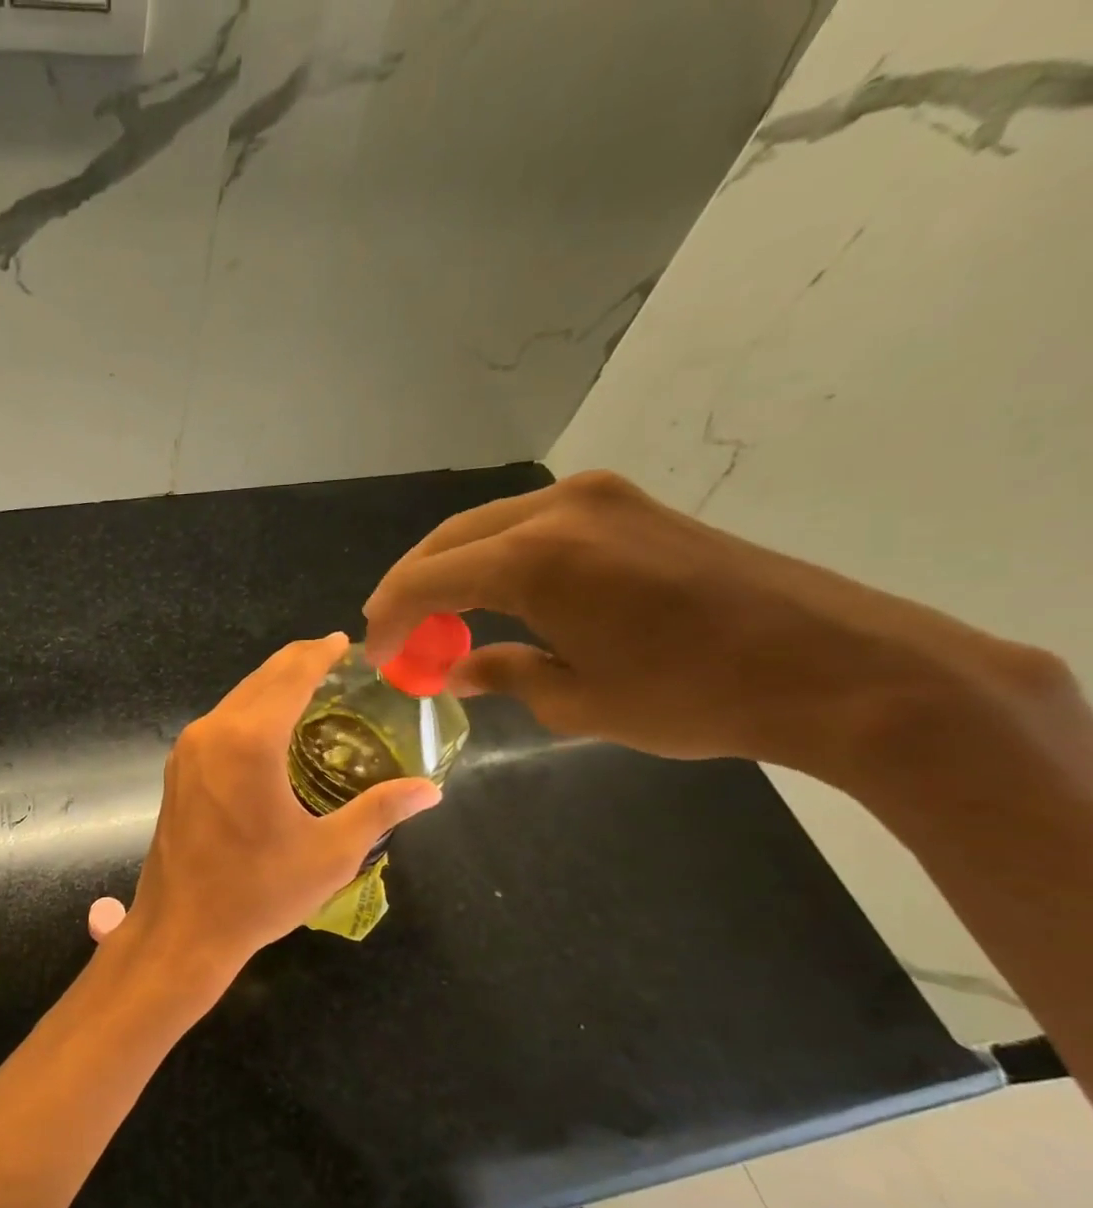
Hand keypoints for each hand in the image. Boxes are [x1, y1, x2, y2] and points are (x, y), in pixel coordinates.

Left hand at [114, 635, 440, 1017]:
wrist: (182, 929)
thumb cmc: (258, 892)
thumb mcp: (330, 853)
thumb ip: (380, 810)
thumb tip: (431, 789)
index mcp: (249, 741)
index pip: (291, 675)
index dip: (320, 654)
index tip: (345, 642)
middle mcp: (212, 731)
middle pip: (261, 679)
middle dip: (298, 664)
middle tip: (337, 662)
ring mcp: (188, 750)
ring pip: (236, 699)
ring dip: (272, 687)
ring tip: (311, 690)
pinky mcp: (178, 769)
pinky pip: (220, 723)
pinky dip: (250, 712)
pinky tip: (272, 729)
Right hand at [361, 471, 1052, 780]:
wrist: (837, 665)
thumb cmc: (690, 695)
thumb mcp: (577, 701)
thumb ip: (503, 673)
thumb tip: (458, 669)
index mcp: (532, 559)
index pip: (424, 581)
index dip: (389, 619)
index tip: (376, 656)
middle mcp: (556, 510)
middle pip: (448, 542)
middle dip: (410, 588)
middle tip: (395, 634)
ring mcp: (598, 499)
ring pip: (487, 526)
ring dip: (451, 570)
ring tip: (438, 617)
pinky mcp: (630, 505)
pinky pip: (531, 523)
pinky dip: (496, 557)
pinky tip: (496, 595)